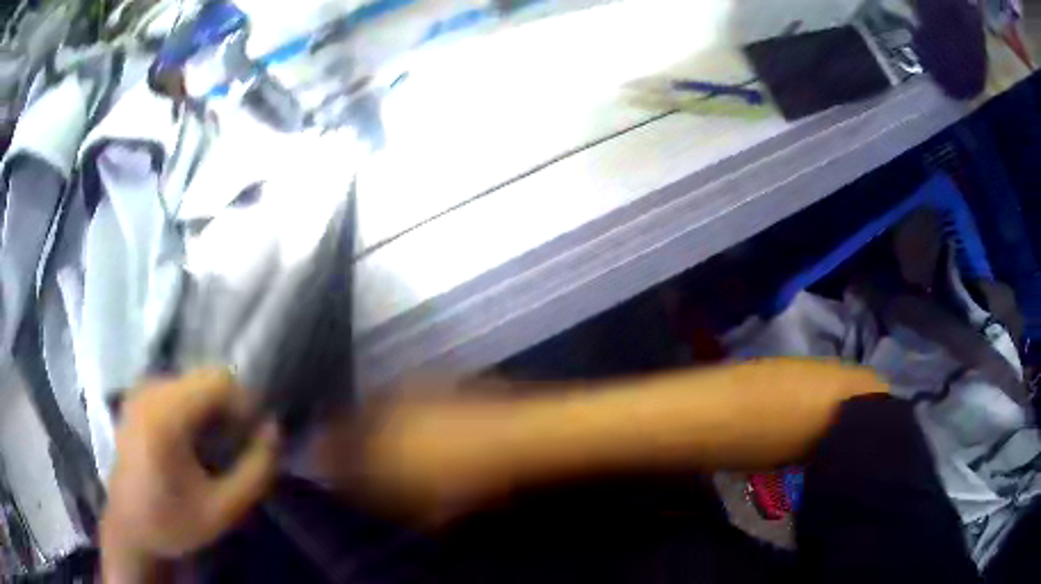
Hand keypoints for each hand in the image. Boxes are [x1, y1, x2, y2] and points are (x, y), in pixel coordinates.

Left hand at [101, 369, 279, 582]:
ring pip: (193, 380)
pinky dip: (194, 408)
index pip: (219, 380)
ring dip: (212, 409)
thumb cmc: (172, 521)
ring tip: (214, 447)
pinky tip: (192, 441)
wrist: (129, 525)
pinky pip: (177, 387)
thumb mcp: (223, 510)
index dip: (245, 403)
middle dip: (229, 408)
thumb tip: (274, 430)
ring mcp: (140, 388)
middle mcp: (149, 390)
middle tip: (235, 446)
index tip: (252, 437)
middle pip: (206, 377)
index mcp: (165, 416)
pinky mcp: (137, 395)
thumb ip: (255, 471)